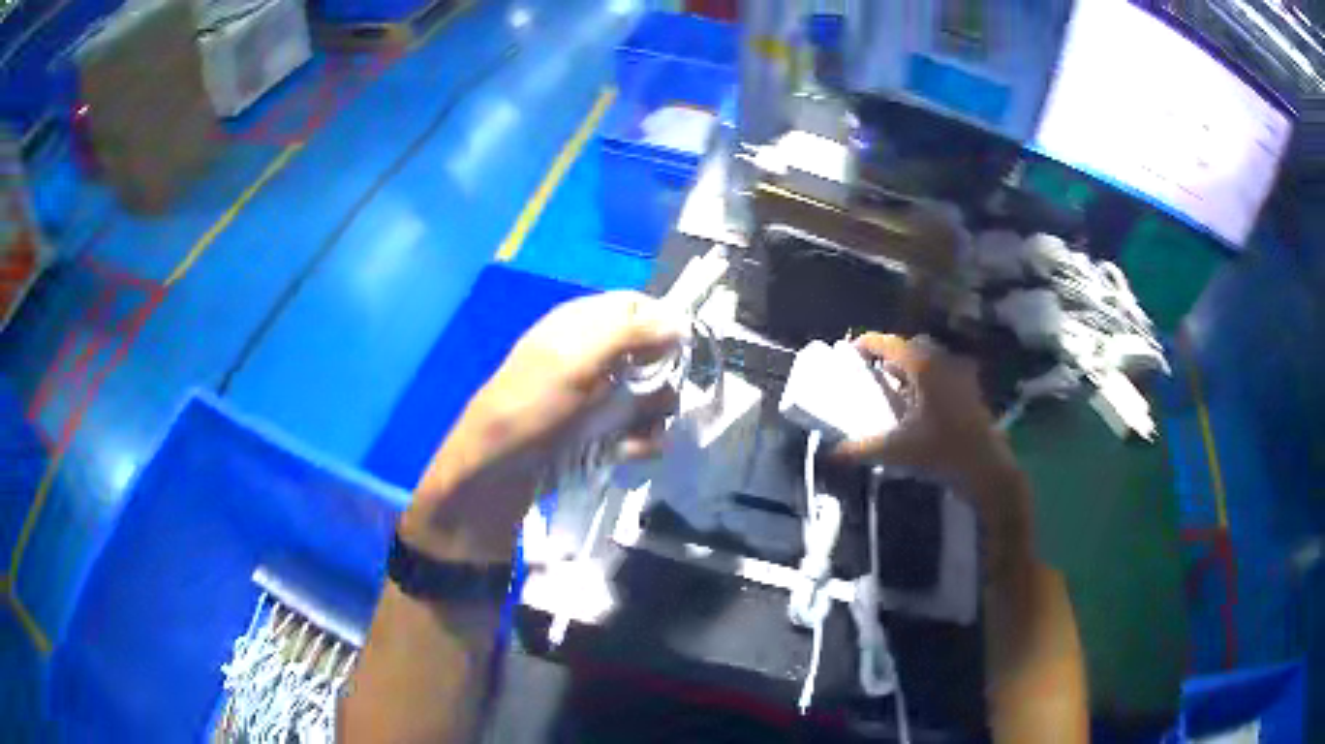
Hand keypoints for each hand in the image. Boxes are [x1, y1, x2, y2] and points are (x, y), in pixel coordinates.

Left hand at [400, 292, 687, 562]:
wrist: (495, 474)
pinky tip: (627, 453)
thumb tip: (680, 322)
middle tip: (650, 401)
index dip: (661, 325)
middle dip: (659, 382)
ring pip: (650, 396)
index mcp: (582, 325)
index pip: (637, 307)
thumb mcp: (575, 363)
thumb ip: (629, 336)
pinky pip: (637, 429)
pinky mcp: (600, 431)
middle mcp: (594, 356)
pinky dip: (638, 442)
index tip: (678, 352)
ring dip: (650, 418)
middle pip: (653, 356)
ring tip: (633, 436)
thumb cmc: (530, 407)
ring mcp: (597, 396)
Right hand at [835, 334, 1021, 507]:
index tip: (852, 349)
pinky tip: (922, 405)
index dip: (870, 343)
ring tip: (897, 388)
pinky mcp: (972, 392)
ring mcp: (962, 376)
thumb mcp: (896, 451)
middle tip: (876, 371)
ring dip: (914, 368)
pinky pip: (946, 375)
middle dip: (893, 355)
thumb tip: (831, 453)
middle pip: (914, 347)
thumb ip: (861, 449)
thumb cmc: (941, 452)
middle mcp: (944, 363)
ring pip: (933, 361)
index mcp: (924, 367)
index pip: (891, 344)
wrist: (986, 469)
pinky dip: (931, 381)